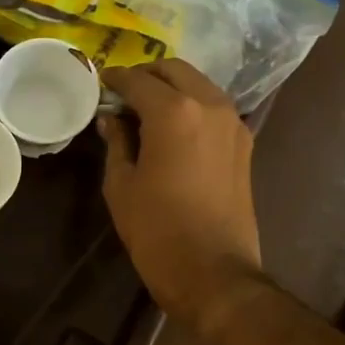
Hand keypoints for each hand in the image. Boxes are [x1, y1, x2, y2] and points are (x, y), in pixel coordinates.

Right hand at [99, 60, 264, 333]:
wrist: (214, 273)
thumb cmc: (157, 230)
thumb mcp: (122, 185)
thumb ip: (117, 142)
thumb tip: (112, 119)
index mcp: (174, 112)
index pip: (138, 80)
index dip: (115, 79)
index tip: (101, 83)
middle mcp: (209, 105)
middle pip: (175, 71)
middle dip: (147, 75)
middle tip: (123, 93)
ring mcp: (233, 123)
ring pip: (199, 85)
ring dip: (172, 88)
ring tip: (147, 109)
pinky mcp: (244, 144)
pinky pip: (214, 108)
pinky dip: (192, 105)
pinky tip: (173, 127)